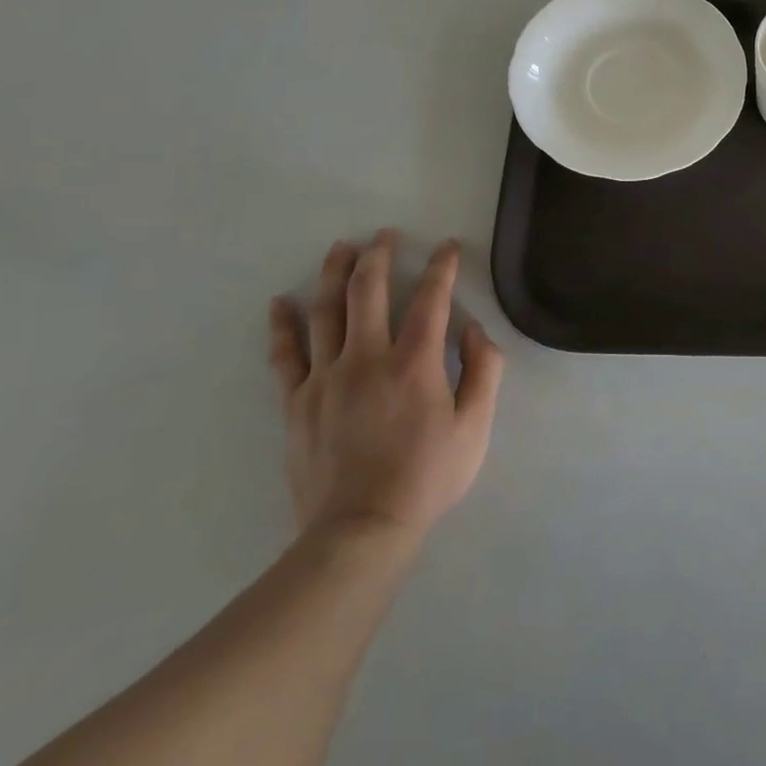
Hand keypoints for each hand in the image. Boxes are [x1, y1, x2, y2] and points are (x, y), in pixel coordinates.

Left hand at [268, 232, 503, 546]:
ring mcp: (325, 378)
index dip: (441, 267)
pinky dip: (282, 325)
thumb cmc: (427, 476)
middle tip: (385, 235)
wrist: (360, 530)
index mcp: (414, 363)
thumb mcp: (475, 426)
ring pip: (326, 312)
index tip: (447, 246)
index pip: (431, 299)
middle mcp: (367, 359)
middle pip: (368, 292)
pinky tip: (281, 303)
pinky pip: (285, 355)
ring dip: (334, 274)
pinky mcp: (297, 402)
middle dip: (378, 256)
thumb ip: (484, 371)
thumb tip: (473, 329)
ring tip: (340, 248)